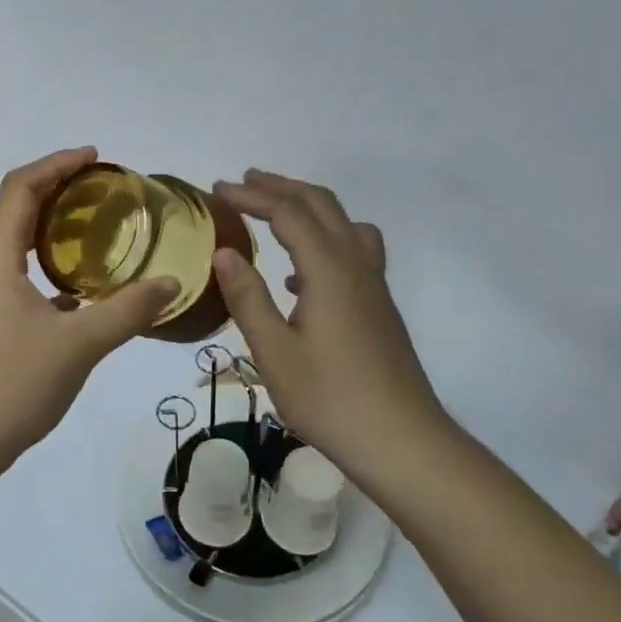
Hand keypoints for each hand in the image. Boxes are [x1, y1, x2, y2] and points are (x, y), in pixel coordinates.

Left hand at [0, 148, 178, 469]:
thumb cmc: (13, 383)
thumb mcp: (79, 343)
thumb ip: (128, 310)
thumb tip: (172, 283)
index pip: (21, 187)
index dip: (57, 164)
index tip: (96, 157)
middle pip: (18, 209)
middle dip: (59, 189)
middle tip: (105, 190)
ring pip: (20, 243)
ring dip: (55, 228)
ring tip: (100, 228)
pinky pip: (22, 274)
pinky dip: (52, 265)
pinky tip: (86, 287)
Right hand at [211, 170, 450, 478]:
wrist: (401, 439)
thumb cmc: (330, 398)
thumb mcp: (274, 352)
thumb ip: (248, 298)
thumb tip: (224, 251)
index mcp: (328, 269)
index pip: (288, 212)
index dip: (252, 195)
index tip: (218, 189)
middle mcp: (355, 264)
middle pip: (321, 205)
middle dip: (281, 187)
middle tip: (244, 182)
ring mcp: (373, 284)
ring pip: (343, 223)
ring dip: (307, 207)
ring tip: (275, 211)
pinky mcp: (378, 305)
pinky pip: (353, 250)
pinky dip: (323, 239)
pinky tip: (300, 275)